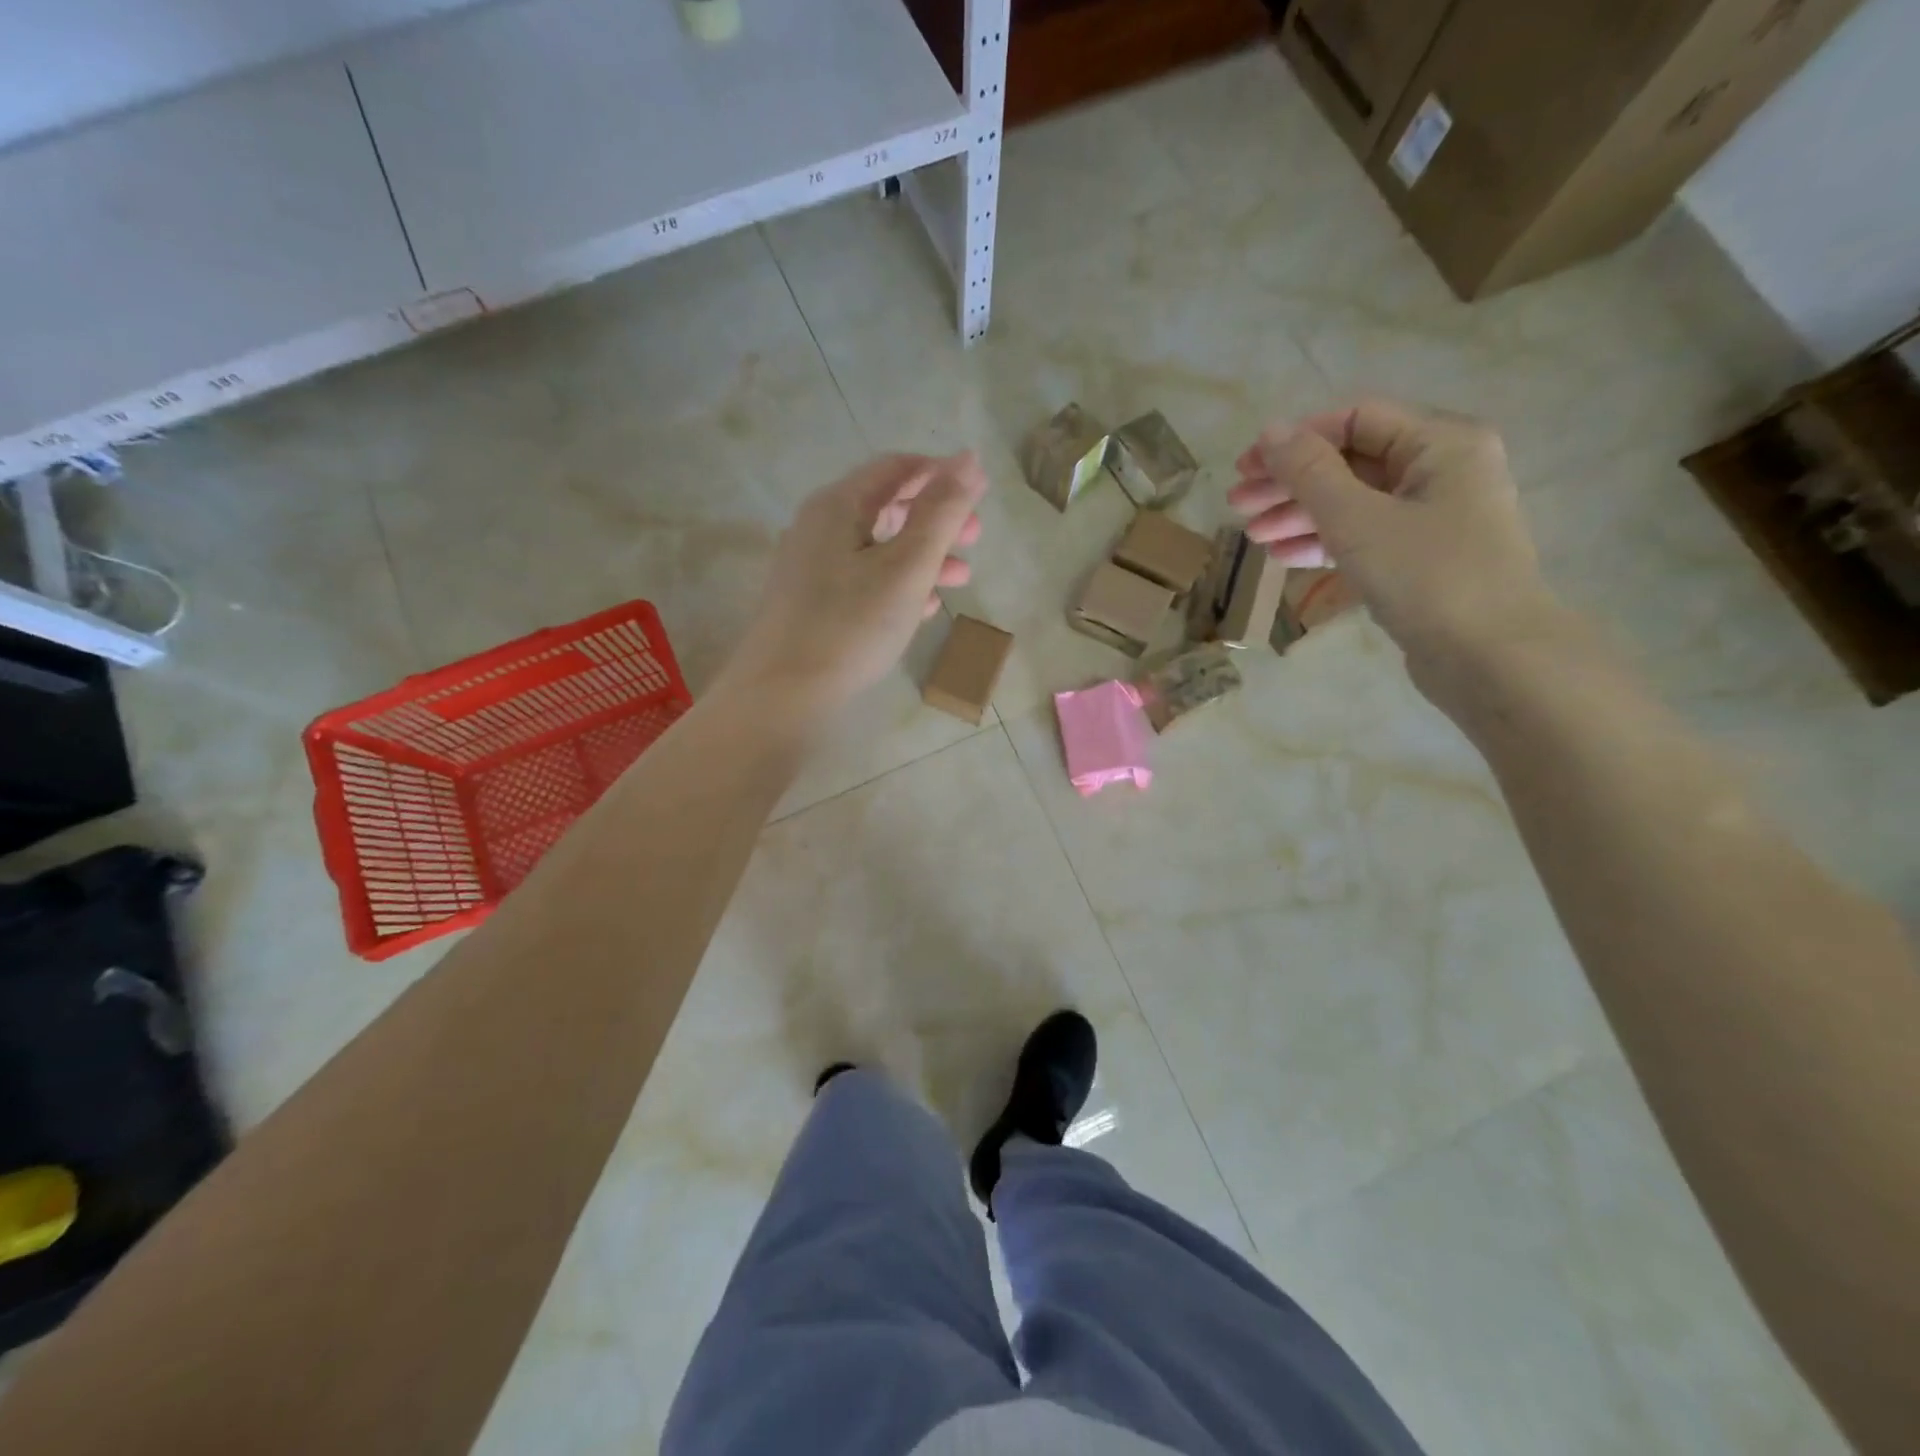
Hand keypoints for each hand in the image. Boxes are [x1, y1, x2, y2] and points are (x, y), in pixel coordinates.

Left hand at [722, 452, 985, 713]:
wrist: (783, 694)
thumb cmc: (851, 625)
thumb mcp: (907, 566)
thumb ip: (941, 512)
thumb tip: (970, 459)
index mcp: (838, 505)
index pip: (895, 468)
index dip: (940, 473)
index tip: (979, 492)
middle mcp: (819, 527)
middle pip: (886, 507)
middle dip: (935, 519)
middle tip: (976, 538)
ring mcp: (811, 567)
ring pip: (877, 548)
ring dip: (922, 556)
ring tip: (960, 577)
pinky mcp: (811, 604)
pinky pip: (862, 580)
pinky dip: (897, 584)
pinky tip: (923, 607)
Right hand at [1228, 399, 1558, 680]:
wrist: (1490, 657)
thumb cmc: (1427, 575)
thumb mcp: (1357, 519)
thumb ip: (1309, 472)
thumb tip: (1270, 431)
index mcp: (1441, 443)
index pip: (1355, 420)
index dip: (1296, 440)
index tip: (1246, 468)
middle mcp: (1442, 470)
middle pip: (1351, 462)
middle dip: (1291, 483)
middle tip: (1237, 505)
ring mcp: (1433, 517)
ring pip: (1353, 503)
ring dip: (1300, 515)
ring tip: (1253, 537)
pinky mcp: (1421, 559)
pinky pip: (1365, 536)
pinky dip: (1324, 542)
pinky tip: (1284, 557)